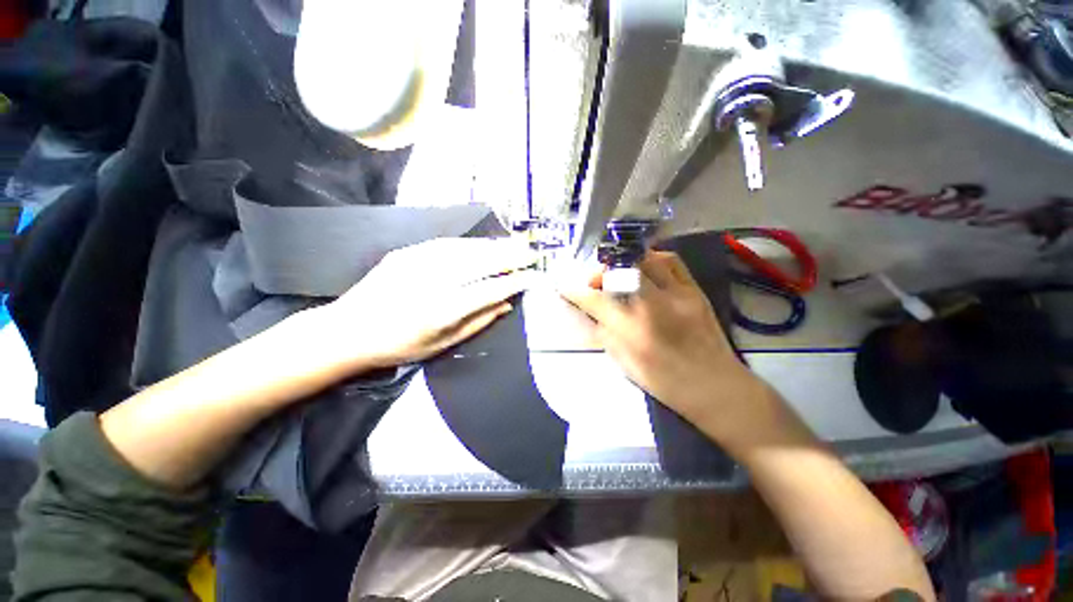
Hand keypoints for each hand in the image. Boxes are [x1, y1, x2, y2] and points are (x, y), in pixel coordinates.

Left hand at [316, 238, 537, 371]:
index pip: (490, 289)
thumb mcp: (443, 344)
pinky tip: (482, 244)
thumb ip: (478, 322)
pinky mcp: (407, 253)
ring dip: (493, 246)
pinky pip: (446, 244)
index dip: (515, 281)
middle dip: (511, 256)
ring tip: (513, 246)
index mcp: (444, 309)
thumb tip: (507, 304)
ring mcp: (418, 263)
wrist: (348, 330)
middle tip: (531, 253)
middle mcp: (434, 281)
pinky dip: (470, 244)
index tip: (533, 276)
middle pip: (481, 263)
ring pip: (467, 249)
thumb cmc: (399, 346)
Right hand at [558, 251, 759, 429]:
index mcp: (632, 330)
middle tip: (596, 281)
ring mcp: (676, 294)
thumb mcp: (624, 363)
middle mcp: (652, 305)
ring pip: (646, 259)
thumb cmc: (664, 381)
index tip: (564, 286)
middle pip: (620, 270)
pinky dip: (654, 260)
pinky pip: (672, 262)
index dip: (575, 291)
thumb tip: (592, 312)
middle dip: (601, 271)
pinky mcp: (694, 290)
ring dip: (627, 262)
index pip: (594, 300)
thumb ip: (604, 333)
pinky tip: (647, 269)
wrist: (715, 386)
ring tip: (621, 272)